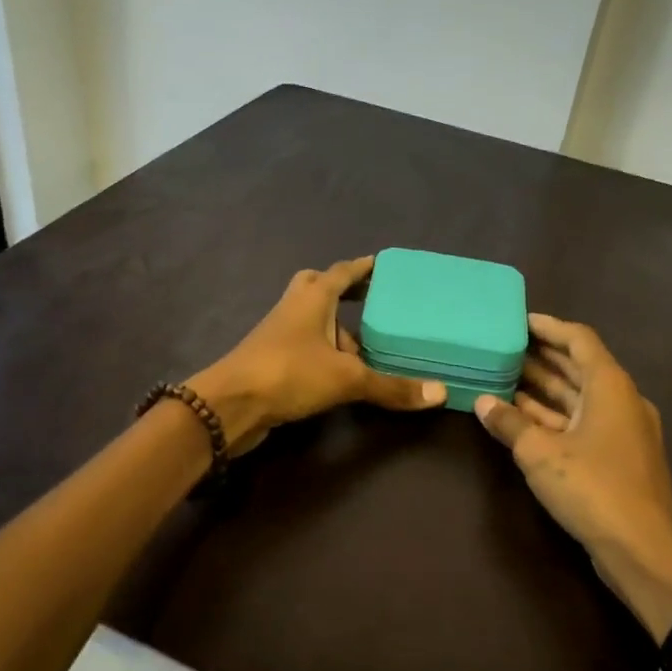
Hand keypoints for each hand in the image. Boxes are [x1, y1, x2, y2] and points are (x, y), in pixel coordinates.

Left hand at [189, 257, 445, 454]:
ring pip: (312, 320)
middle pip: (320, 287)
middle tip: (372, 301)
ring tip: (369, 347)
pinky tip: (342, 372)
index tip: (384, 265)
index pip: (343, 271)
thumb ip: (392, 386)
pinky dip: (325, 352)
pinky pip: (306, 346)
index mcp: (314, 297)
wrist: (230, 405)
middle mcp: (295, 308)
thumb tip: (440, 393)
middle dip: (344, 291)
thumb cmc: (289, 373)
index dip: (364, 268)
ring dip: (336, 328)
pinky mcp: (272, 359)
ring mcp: (280, 333)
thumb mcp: (347, 379)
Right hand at [475, 314, 671, 642]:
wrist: (643, 550)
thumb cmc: (593, 488)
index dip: (549, 327)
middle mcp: (621, 400)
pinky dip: (553, 417)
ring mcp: (622, 430)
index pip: (579, 340)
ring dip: (544, 389)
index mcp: (610, 386)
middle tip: (503, 347)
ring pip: (578, 398)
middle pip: (579, 367)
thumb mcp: (539, 453)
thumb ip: (509, 423)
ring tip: (503, 377)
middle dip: (541, 357)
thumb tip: (482, 402)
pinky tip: (521, 418)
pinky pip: (581, 423)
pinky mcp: (618, 457)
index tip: (518, 321)